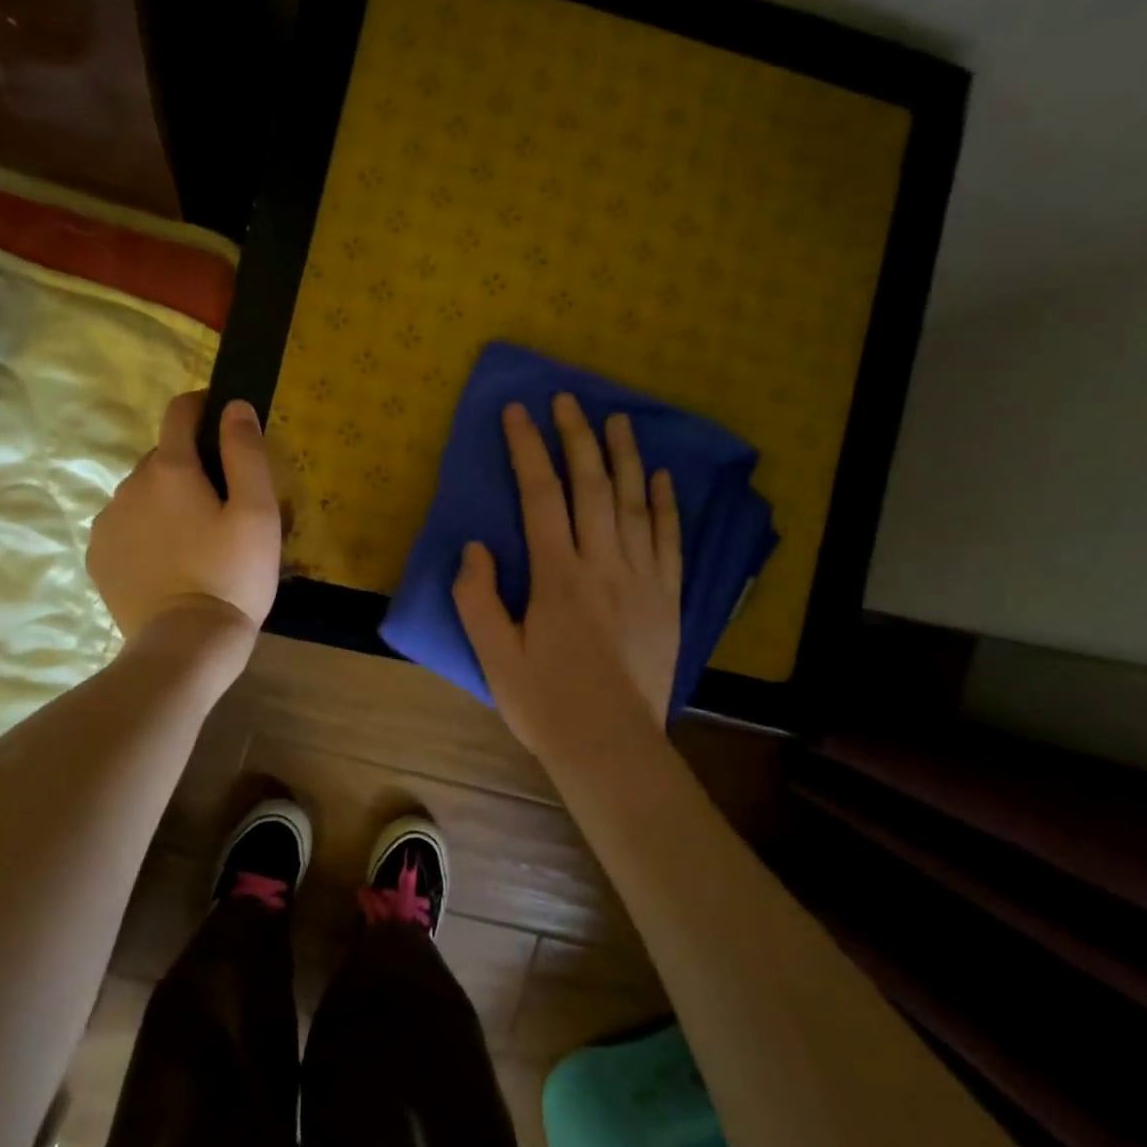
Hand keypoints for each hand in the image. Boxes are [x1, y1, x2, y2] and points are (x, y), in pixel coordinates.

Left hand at [87, 392, 281, 643]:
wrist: (186, 644)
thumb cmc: (232, 575)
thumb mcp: (258, 512)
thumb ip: (246, 453)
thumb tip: (234, 406)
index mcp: (171, 469)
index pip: (180, 412)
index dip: (202, 405)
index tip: (222, 417)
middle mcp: (130, 485)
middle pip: (163, 456)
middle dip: (191, 465)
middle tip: (223, 502)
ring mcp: (108, 522)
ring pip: (143, 493)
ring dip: (167, 499)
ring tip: (196, 538)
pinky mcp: (99, 556)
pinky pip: (125, 525)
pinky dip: (146, 529)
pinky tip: (169, 560)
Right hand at [452, 395, 681, 759]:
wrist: (612, 747)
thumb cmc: (546, 703)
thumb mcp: (494, 656)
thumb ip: (478, 598)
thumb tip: (476, 546)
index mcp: (558, 577)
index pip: (540, 496)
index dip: (528, 449)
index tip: (518, 412)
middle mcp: (603, 565)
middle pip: (591, 486)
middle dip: (576, 437)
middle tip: (567, 400)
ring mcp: (643, 579)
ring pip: (634, 503)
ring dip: (624, 457)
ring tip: (616, 419)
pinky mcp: (669, 598)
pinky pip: (670, 540)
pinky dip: (665, 505)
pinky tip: (662, 477)